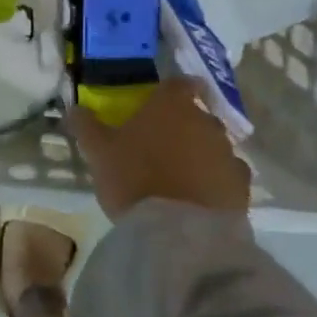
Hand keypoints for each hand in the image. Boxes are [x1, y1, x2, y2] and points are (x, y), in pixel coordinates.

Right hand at [68, 78, 253, 220]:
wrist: (178, 233)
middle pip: (197, 115)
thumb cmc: (134, 179)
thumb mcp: (98, 152)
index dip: (170, 92)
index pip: (179, 83)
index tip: (157, 105)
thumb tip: (74, 108)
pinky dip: (216, 181)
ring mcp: (228, 153)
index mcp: (172, 105)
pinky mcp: (242, 186)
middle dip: (183, 126)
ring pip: (214, 145)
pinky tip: (199, 197)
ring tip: (178, 177)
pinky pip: (228, 175)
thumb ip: (86, 125)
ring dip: (200, 154)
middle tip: (160, 146)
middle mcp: (206, 121)